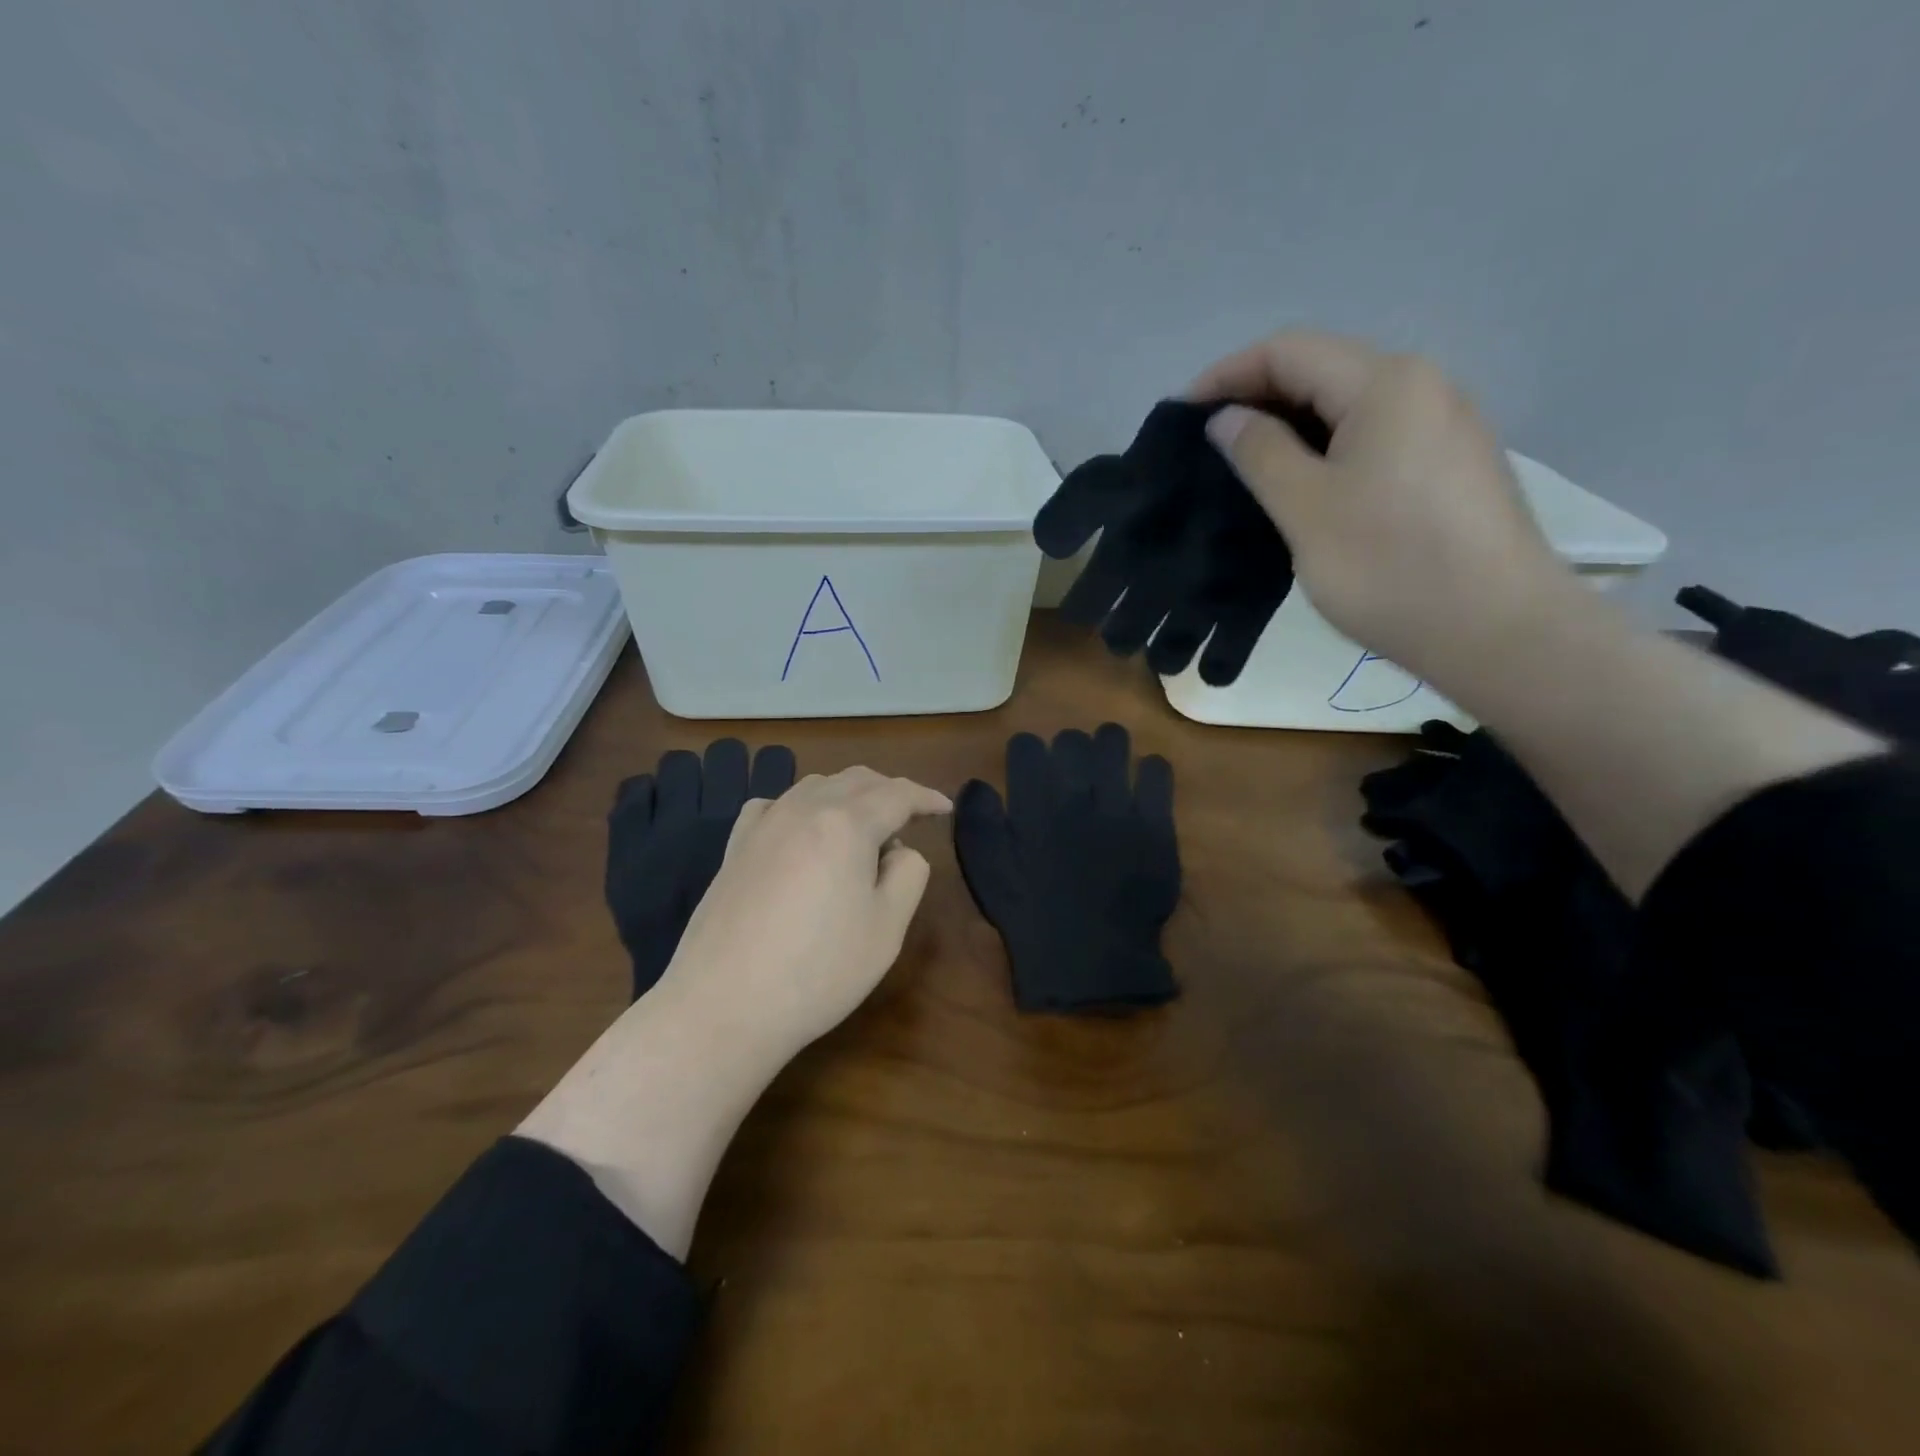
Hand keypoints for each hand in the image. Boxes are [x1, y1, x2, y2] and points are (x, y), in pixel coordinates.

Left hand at [519, 764, 950, 1258]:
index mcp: (847, 824)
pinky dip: (803, 806)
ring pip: (816, 786)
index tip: (945, 809)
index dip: (927, 797)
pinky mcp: (735, 847)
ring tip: (863, 825)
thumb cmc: (819, 971)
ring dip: (848, 794)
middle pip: (856, 779)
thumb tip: (899, 850)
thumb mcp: (888, 928)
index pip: (898, 794)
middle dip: (889, 790)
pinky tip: (802, 830)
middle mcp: (804, 809)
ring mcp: (764, 825)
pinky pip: (776, 805)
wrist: (724, 1006)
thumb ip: (909, 874)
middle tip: (911, 815)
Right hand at [1190, 330, 1570, 677]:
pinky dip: (1325, 450)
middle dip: (1256, 398)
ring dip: (1290, 427)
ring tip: (1245, 468)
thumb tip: (1227, 418)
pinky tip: (1302, 488)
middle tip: (1206, 446)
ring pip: (1349, 407)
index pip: (1289, 351)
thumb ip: (1260, 453)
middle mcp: (1423, 387)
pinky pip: (1374, 438)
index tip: (1180, 416)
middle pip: (1322, 371)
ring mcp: (1444, 427)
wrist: (1497, 632)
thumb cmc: (1389, 566)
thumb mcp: (1306, 508)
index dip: (1227, 375)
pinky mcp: (1450, 467)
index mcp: (1385, 383)